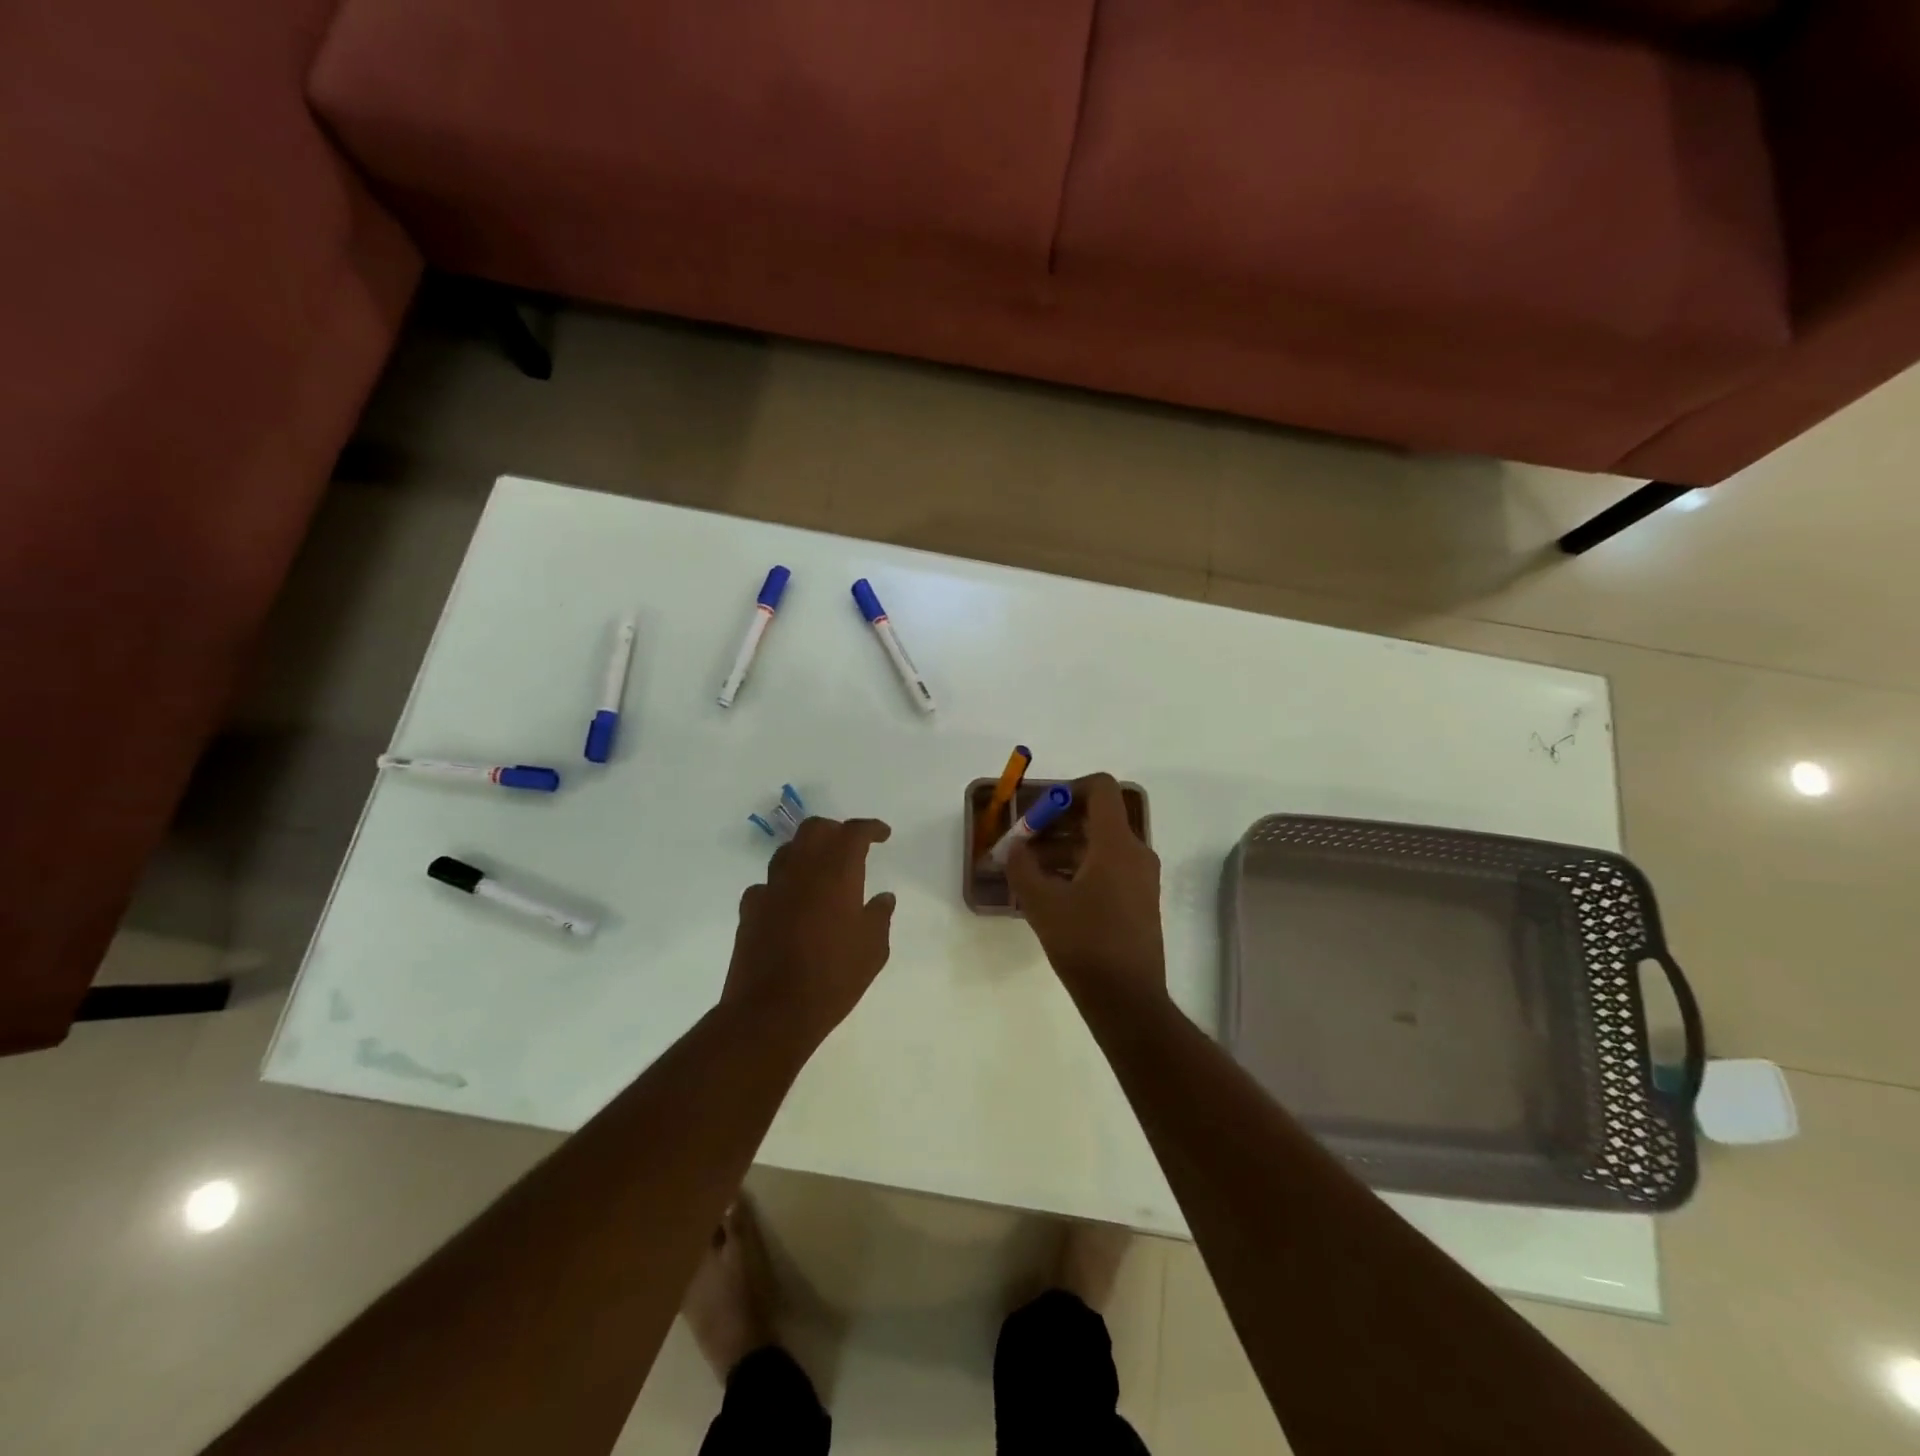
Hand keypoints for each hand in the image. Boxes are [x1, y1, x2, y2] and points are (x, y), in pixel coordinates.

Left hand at [724, 816, 895, 1051]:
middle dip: (835, 830)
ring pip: (787, 851)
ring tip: (820, 871)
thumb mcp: (873, 950)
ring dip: (807, 852)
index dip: (870, 828)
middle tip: (850, 846)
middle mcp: (801, 870)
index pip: (854, 832)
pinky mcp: (750, 910)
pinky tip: (790, 904)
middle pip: (815, 829)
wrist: (771, 1012)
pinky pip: (767, 884)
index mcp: (837, 873)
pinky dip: (783, 886)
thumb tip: (883, 897)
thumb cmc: (833, 978)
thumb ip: (880, 916)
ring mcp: (771, 888)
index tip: (883, 834)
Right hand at [1006, 774, 1165, 1001]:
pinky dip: (1080, 867)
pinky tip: (1051, 891)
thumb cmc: (1084, 944)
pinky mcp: (1140, 900)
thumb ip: (1021, 866)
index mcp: (1116, 843)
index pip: (1100, 788)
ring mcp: (1141, 878)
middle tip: (1025, 840)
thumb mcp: (1041, 903)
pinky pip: (1109, 867)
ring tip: (1029, 869)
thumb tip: (1013, 848)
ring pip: (1100, 844)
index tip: (1039, 810)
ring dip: (1065, 847)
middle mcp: (1136, 852)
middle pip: (1097, 817)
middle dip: (1057, 822)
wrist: (1127, 1000)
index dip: (1068, 788)